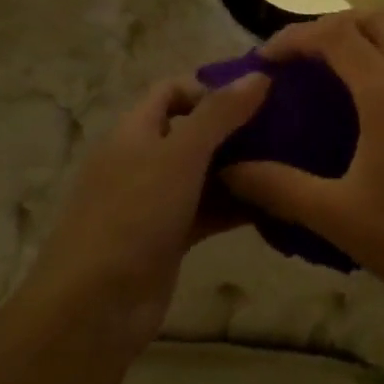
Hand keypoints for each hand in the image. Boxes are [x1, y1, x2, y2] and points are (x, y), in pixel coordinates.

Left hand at [17, 72, 268, 353]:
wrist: (94, 308)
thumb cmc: (134, 215)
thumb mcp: (180, 155)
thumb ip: (220, 113)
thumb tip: (259, 74)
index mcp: (134, 131)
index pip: (171, 90)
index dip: (210, 88)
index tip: (255, 96)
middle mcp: (142, 160)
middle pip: (192, 131)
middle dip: (235, 128)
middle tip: (285, 128)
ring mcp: (155, 201)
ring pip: (204, 173)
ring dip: (241, 167)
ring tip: (290, 163)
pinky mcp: (169, 237)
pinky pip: (208, 210)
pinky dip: (236, 205)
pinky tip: (275, 203)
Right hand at [223, 12, 383, 314]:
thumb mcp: (337, 215)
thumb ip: (278, 187)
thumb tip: (228, 170)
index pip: (335, 35)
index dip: (295, 37)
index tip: (265, 58)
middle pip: (374, 19)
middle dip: (332, 26)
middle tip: (301, 58)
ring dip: (368, 34)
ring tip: (337, 67)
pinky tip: (379, 94)